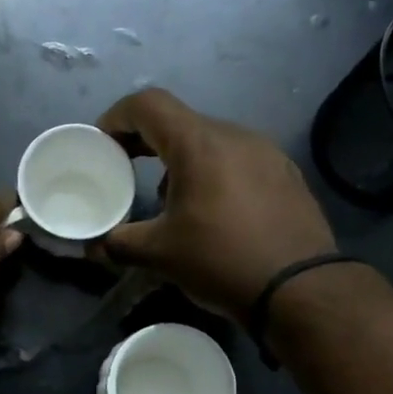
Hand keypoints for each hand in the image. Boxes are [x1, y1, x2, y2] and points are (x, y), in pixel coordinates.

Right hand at [96, 89, 336, 320]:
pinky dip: (214, 174)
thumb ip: (119, 243)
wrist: (300, 288)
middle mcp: (234, 135)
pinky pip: (238, 161)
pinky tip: (214, 212)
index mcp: (198, 143)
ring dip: (182, 161)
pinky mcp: (286, 174)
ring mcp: (266, 152)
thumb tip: (93, 246)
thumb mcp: (160, 254)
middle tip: (126, 170)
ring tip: (171, 201)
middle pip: (180, 122)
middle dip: (147, 143)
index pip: (148, 104)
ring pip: (210, 142)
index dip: (117, 117)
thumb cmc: (221, 260)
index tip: (103, 144)